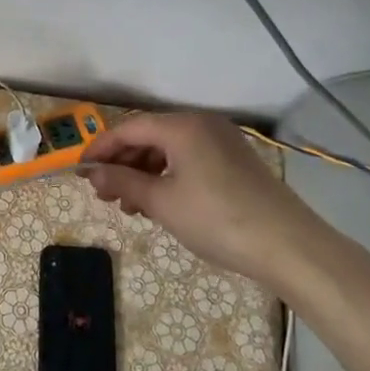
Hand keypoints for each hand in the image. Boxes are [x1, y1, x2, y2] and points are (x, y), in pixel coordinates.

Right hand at [85, 111, 369, 370]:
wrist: (289, 246)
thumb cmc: (217, 219)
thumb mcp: (162, 203)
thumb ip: (123, 183)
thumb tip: (92, 174)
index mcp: (182, 125)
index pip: (128, 127)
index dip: (101, 148)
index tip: (80, 171)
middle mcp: (201, 124)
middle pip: (149, 136)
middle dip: (123, 163)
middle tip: (103, 193)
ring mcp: (222, 141)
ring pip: (170, 150)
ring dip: (144, 173)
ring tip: (129, 206)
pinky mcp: (235, 161)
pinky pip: (190, 160)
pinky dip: (169, 177)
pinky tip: (159, 204)